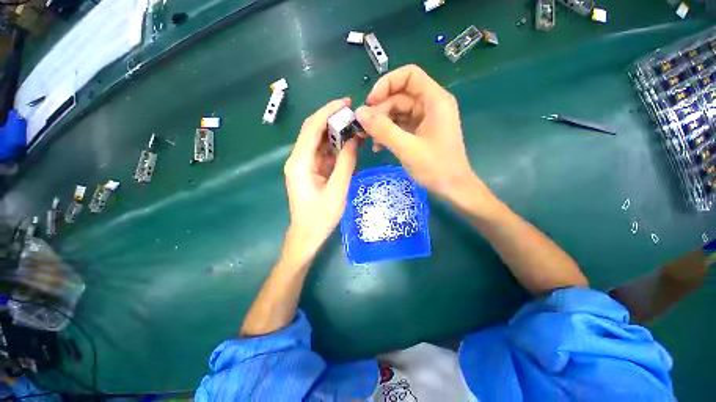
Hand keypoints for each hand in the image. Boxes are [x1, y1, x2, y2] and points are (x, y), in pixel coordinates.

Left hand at [284, 98, 357, 257]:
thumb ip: (346, 163)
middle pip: (314, 131)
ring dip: (337, 134)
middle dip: (333, 120)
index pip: (312, 128)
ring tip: (356, 128)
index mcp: (299, 163)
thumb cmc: (320, 217)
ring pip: (320, 142)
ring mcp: (305, 165)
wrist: (308, 235)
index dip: (327, 112)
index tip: (345, 102)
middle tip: (355, 114)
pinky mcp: (312, 171)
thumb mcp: (337, 190)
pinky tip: (350, 144)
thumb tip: (354, 139)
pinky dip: (337, 148)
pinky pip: (325, 154)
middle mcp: (299, 159)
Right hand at [355, 64, 478, 200]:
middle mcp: (430, 105)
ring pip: (397, 113)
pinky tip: (378, 146)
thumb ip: (383, 129)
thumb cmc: (435, 167)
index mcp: (435, 100)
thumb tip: (359, 113)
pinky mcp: (420, 132)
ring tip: (370, 140)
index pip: (409, 75)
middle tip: (365, 129)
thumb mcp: (407, 148)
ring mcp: (425, 120)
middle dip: (380, 111)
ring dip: (381, 124)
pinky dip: (388, 133)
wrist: (452, 188)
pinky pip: (400, 126)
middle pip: (399, 96)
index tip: (370, 102)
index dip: (387, 84)